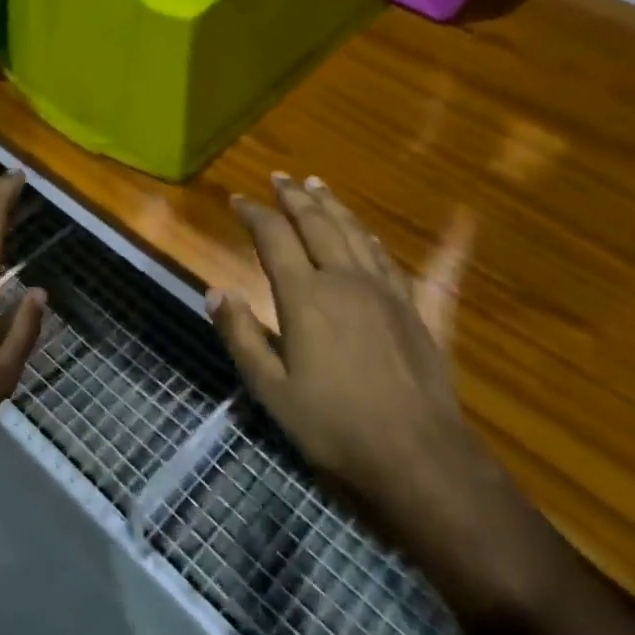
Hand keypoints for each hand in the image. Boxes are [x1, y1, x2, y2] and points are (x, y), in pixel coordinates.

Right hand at [208, 174, 533, 606]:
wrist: (417, 456)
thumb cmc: (334, 427)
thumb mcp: (272, 390)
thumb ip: (242, 337)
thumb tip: (216, 293)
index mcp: (305, 296)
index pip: (274, 238)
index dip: (254, 214)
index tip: (237, 199)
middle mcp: (345, 280)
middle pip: (317, 224)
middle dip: (295, 198)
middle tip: (279, 178)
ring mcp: (385, 291)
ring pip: (355, 233)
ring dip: (333, 206)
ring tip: (318, 186)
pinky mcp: (416, 309)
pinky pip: (393, 261)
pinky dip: (374, 240)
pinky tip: (370, 232)